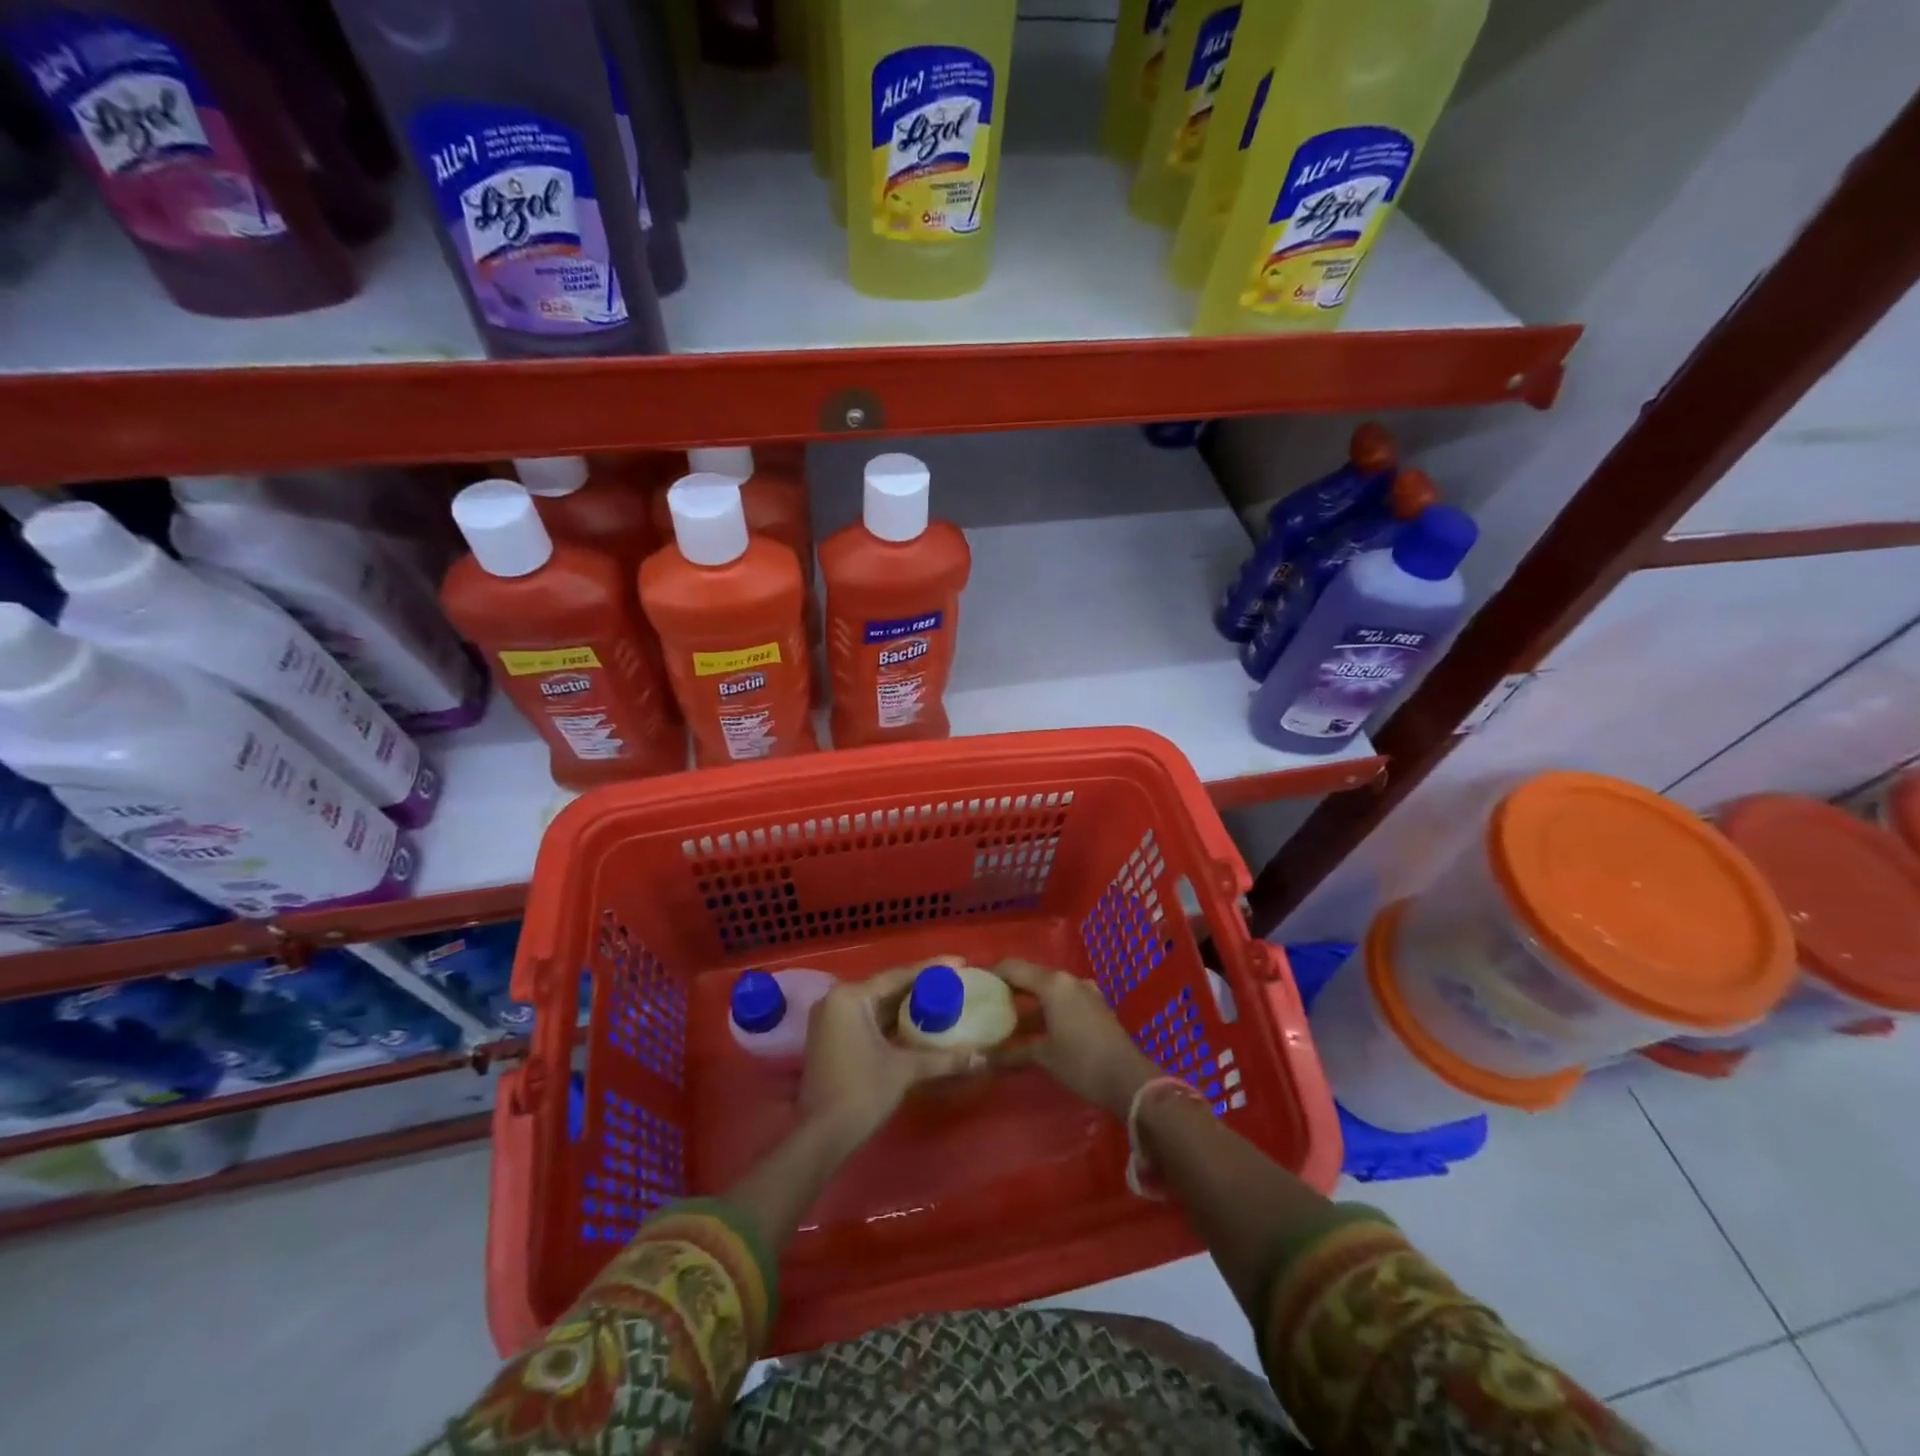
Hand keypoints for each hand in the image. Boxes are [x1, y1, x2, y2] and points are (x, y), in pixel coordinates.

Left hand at [798, 966, 977, 1153]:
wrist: (821, 1136)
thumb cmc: (861, 1093)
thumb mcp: (904, 1070)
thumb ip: (943, 1059)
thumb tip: (982, 1057)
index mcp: (850, 997)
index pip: (897, 976)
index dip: (931, 969)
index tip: (960, 962)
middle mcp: (836, 1000)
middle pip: (886, 988)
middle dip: (920, 987)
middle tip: (954, 982)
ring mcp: (830, 1019)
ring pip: (877, 1005)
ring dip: (906, 1005)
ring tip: (941, 999)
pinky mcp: (831, 1038)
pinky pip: (867, 1019)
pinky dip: (891, 1021)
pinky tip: (916, 1023)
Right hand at [991, 959, 1159, 1119]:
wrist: (1129, 1080)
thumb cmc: (1081, 1063)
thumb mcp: (1043, 1057)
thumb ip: (1012, 1053)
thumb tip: (982, 1059)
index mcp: (1053, 984)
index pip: (1014, 968)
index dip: (993, 973)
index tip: (975, 984)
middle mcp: (1069, 981)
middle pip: (1032, 977)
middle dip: (1010, 990)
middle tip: (987, 1004)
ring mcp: (1085, 993)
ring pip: (1048, 991)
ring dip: (1029, 1004)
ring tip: (1007, 1021)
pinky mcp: (1096, 1008)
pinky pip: (1063, 1001)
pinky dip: (1047, 1011)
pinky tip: (1035, 1031)